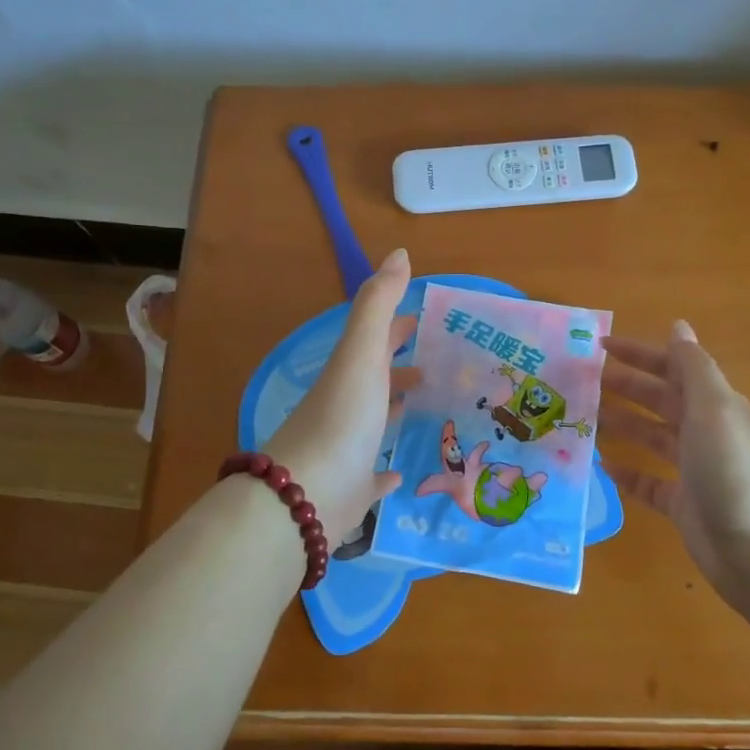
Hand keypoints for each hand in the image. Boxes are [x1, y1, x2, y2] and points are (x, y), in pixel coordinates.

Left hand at [267, 248, 420, 542]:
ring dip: (399, 410)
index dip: (399, 325)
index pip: (377, 340)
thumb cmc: (341, 418)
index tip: (430, 320)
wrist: (305, 496)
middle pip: (377, 379)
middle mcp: (348, 406)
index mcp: (351, 373)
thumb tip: (399, 253)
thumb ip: (378, 304)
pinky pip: (374, 476)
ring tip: (436, 407)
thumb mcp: (361, 353)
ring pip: (377, 422)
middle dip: (404, 367)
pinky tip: (404, 472)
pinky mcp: (354, 489)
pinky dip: (389, 470)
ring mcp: (349, 449)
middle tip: (445, 363)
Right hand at [599, 321, 749, 607]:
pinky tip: (602, 466)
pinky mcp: (685, 506)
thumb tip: (678, 325)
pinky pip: (650, 482)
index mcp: (718, 405)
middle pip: (661, 400)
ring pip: (653, 438)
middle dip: (626, 387)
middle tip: (582, 382)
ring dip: (623, 424)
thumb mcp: (715, 410)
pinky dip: (629, 472)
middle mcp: (708, 433)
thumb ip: (693, 368)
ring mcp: (696, 471)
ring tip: (585, 418)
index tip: (601, 346)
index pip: (675, 368)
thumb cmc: (735, 473)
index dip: (641, 354)